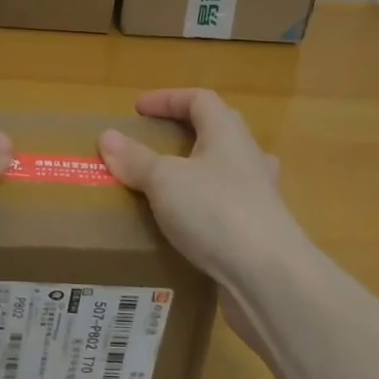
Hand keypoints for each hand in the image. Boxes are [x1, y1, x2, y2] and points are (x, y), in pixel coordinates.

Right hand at [98, 88, 307, 292]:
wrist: (271, 279)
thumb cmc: (216, 212)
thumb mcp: (165, 181)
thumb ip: (135, 159)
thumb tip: (107, 136)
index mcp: (227, 133)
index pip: (199, 99)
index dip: (167, 99)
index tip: (138, 109)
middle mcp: (248, 157)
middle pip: (217, 130)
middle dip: (185, 131)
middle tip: (155, 142)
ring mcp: (260, 196)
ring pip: (227, 170)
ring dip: (200, 171)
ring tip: (171, 185)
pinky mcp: (261, 232)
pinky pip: (229, 208)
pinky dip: (206, 210)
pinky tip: (189, 228)